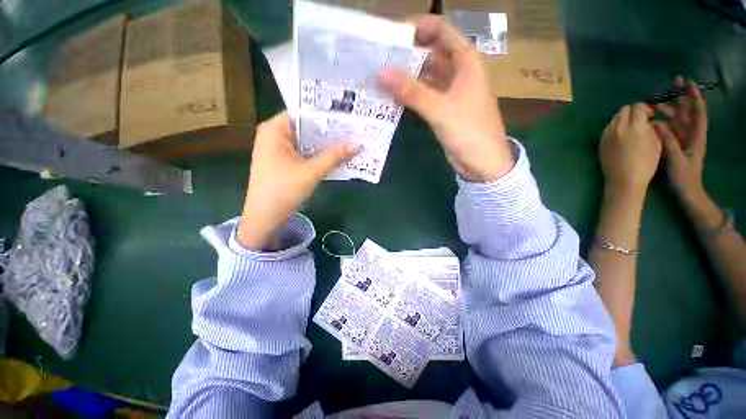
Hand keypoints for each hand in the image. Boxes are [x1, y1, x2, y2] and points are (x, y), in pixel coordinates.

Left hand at [237, 111, 359, 249]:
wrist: (265, 218)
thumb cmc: (283, 190)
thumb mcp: (311, 172)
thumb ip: (334, 156)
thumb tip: (358, 144)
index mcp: (275, 129)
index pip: (303, 113)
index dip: (326, 114)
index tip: (347, 115)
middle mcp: (275, 135)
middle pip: (306, 128)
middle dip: (329, 131)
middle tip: (353, 128)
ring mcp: (279, 150)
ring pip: (307, 142)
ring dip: (326, 144)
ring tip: (350, 140)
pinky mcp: (284, 162)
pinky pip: (305, 153)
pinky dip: (319, 155)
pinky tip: (337, 156)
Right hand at [377, 15, 512, 181]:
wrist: (482, 162)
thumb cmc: (469, 131)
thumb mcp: (440, 109)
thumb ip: (412, 92)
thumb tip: (381, 73)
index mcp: (466, 61)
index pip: (441, 31)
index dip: (418, 26)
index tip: (391, 33)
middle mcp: (457, 72)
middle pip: (430, 53)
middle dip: (406, 53)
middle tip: (379, 56)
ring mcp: (449, 92)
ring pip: (425, 76)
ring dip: (405, 76)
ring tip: (380, 75)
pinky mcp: (442, 109)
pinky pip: (423, 95)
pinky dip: (409, 95)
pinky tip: (392, 96)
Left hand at [599, 103, 660, 197]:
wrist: (624, 180)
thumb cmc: (645, 164)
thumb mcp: (657, 143)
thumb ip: (652, 128)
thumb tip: (649, 121)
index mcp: (635, 127)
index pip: (638, 107)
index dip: (646, 108)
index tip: (650, 115)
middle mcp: (619, 128)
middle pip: (624, 110)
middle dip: (633, 112)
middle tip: (640, 120)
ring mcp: (607, 135)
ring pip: (614, 118)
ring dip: (623, 119)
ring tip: (631, 128)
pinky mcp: (601, 142)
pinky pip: (608, 128)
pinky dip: (615, 127)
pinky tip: (622, 136)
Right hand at [652, 77, 708, 201]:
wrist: (686, 191)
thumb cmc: (684, 176)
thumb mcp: (676, 159)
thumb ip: (668, 141)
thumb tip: (656, 124)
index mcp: (696, 136)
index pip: (697, 112)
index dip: (694, 97)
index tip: (688, 83)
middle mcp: (690, 134)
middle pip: (687, 111)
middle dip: (682, 97)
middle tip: (674, 83)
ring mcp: (682, 139)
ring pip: (677, 119)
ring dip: (668, 109)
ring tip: (656, 103)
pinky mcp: (675, 144)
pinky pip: (669, 129)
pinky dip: (662, 122)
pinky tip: (653, 119)